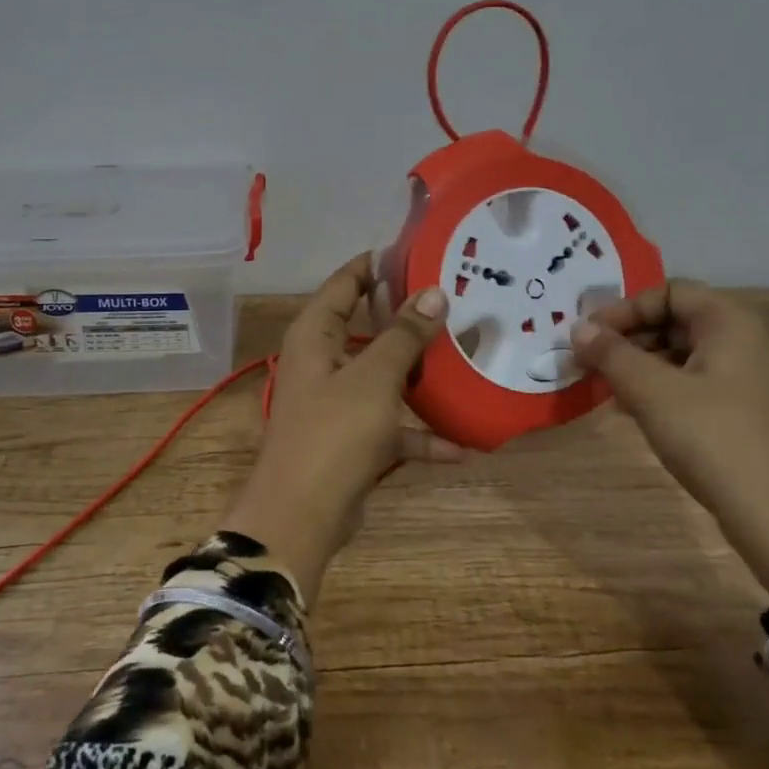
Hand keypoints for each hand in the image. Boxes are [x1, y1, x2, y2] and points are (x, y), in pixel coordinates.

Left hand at [220, 254, 463, 601]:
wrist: (302, 517)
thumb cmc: (333, 433)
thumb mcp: (374, 378)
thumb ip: (403, 335)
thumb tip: (432, 292)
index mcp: (315, 334)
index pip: (346, 281)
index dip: (379, 264)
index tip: (422, 251)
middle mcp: (322, 361)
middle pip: (368, 327)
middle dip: (410, 319)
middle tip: (458, 301)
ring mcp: (336, 401)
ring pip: (383, 376)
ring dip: (420, 375)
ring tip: (467, 359)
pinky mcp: (350, 439)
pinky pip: (390, 425)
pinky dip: (419, 433)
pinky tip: (462, 445)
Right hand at [571, 280, 768, 595]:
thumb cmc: (717, 441)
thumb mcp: (653, 393)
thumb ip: (612, 354)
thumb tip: (578, 328)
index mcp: (732, 323)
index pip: (669, 291)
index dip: (624, 308)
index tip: (589, 336)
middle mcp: (747, 341)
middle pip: (676, 320)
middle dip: (628, 338)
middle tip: (588, 362)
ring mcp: (752, 379)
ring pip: (683, 354)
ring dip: (640, 365)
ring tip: (604, 389)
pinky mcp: (749, 413)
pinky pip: (696, 383)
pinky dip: (662, 389)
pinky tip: (634, 412)